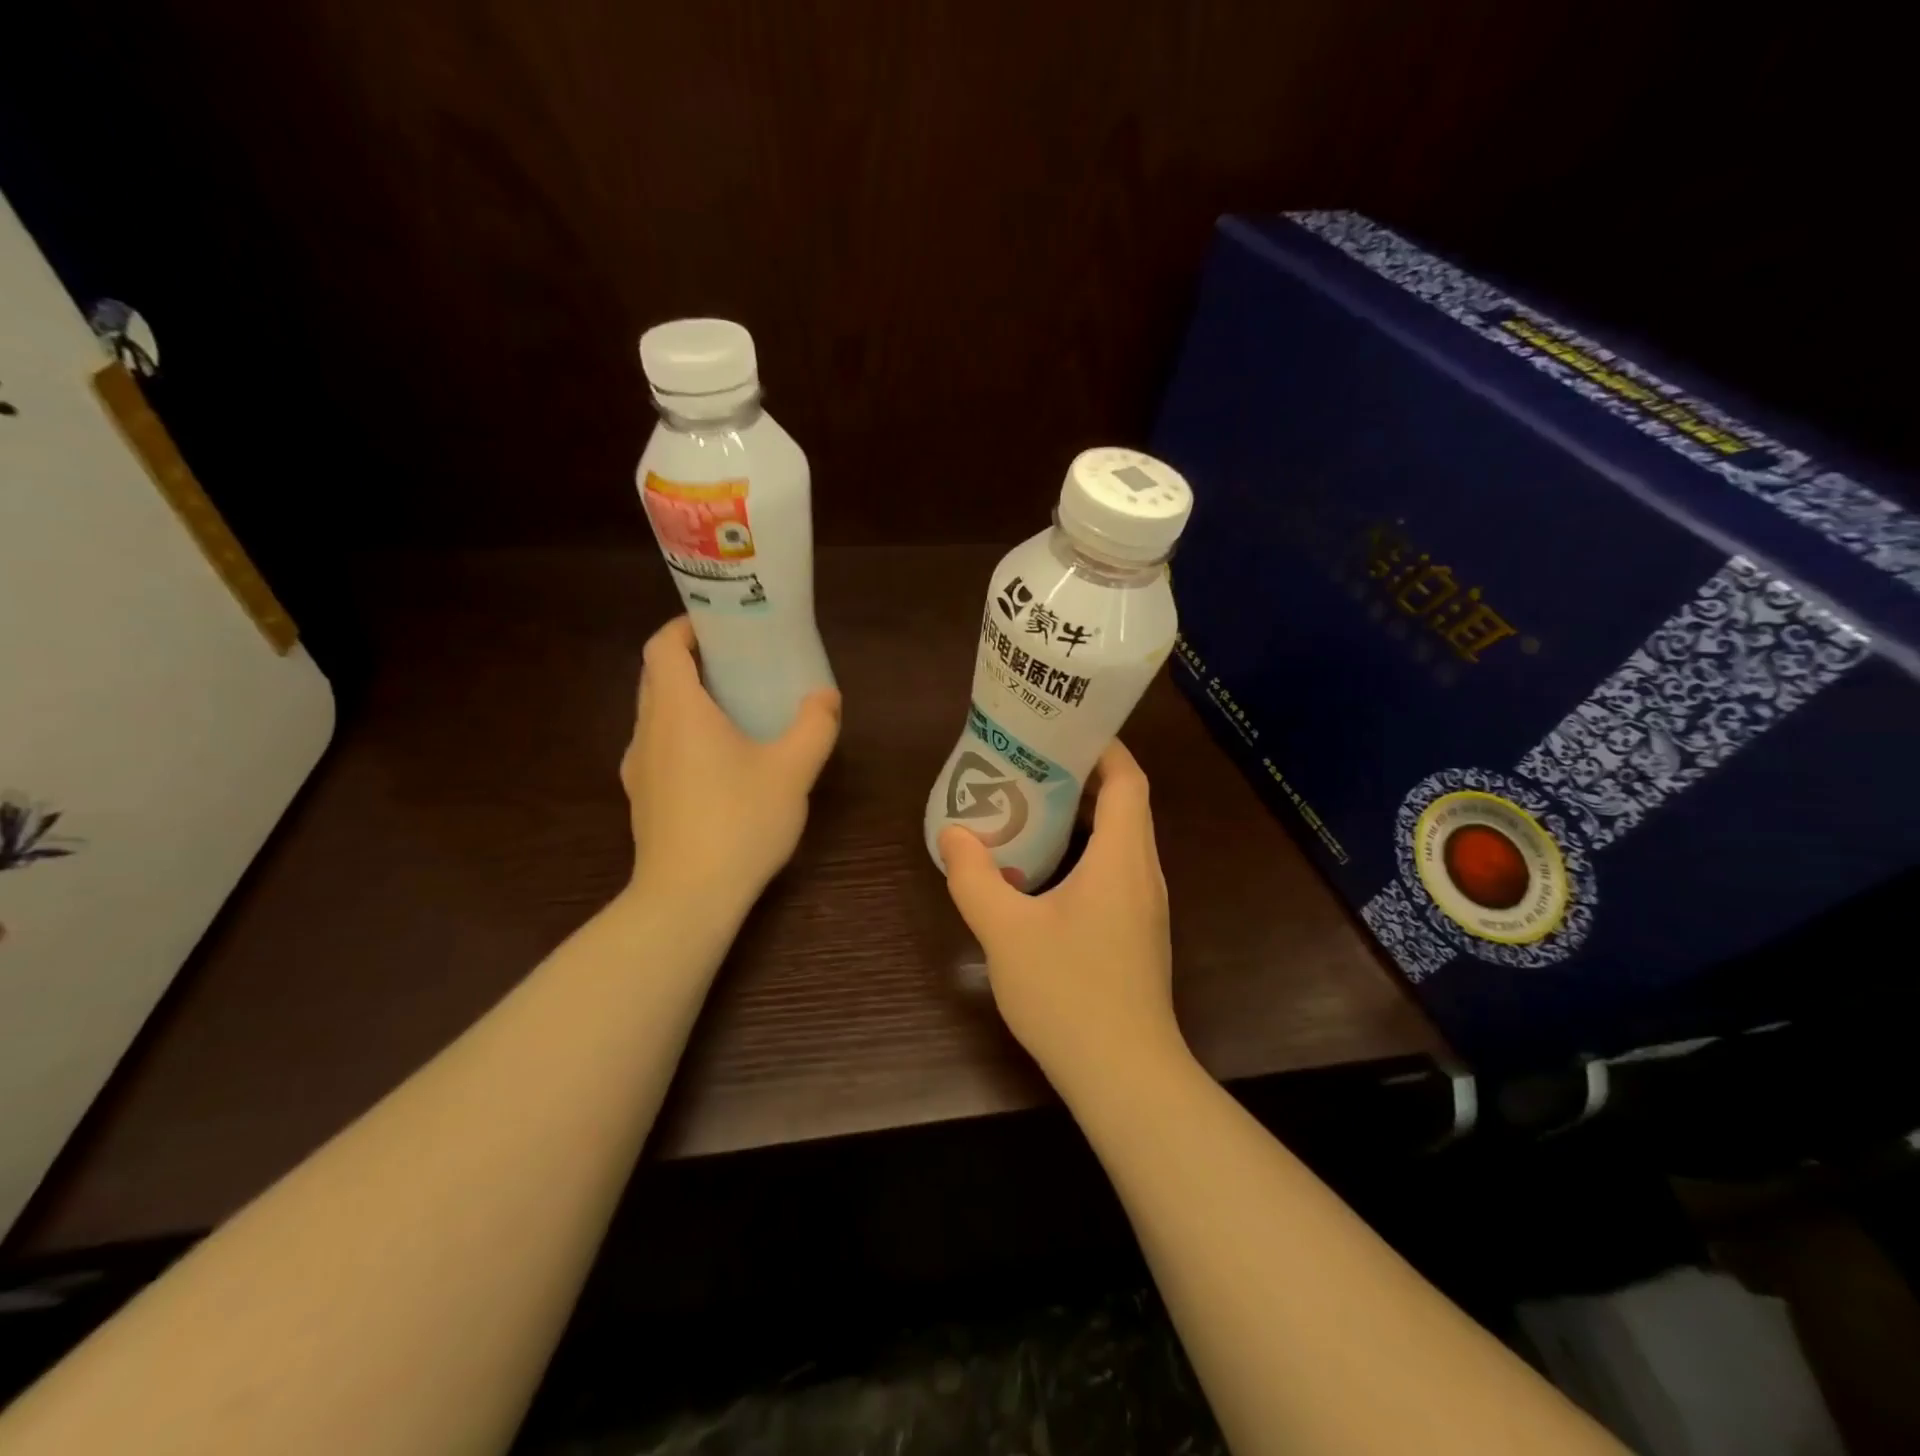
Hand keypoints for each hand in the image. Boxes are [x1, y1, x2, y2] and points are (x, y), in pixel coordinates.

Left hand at [621, 617, 840, 912]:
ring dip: (686, 700)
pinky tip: (719, 762)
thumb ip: (814, 726)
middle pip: (656, 677)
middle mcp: (648, 731)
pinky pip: (659, 748)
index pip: (662, 647)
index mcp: (677, 710)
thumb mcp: (792, 770)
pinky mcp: (642, 799)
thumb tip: (826, 696)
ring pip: (655, 715)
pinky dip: (682, 735)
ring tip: (732, 709)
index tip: (718, 627)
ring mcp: (638, 768)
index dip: (684, 627)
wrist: (687, 898)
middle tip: (736, 663)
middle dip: (690, 661)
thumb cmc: (739, 822)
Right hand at [938, 740, 1184, 1092]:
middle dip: (1084, 777)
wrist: (1124, 1076)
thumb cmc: (1068, 993)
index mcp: (1123, 859)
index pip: (1128, 780)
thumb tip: (954, 834)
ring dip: (1084, 816)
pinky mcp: (1137, 933)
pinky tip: (1044, 870)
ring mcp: (1145, 907)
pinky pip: (1116, 871)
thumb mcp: (1006, 931)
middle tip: (1031, 763)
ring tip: (1032, 806)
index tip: (1062, 731)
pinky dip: (1086, 852)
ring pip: (1121, 840)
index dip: (1103, 748)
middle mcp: (1143, 874)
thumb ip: (974, 878)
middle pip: (1126, 805)